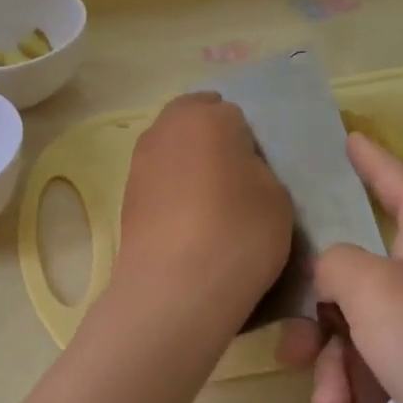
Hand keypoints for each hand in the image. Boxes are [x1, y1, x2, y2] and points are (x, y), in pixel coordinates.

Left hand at [111, 93, 293, 334]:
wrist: (175, 289)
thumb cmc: (238, 232)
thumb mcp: (277, 196)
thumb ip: (258, 168)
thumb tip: (238, 167)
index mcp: (207, 116)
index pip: (234, 113)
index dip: (248, 140)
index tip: (258, 170)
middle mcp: (165, 128)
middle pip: (194, 122)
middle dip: (213, 141)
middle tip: (236, 179)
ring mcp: (139, 161)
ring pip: (172, 150)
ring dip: (189, 164)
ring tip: (211, 204)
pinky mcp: (126, 195)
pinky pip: (158, 180)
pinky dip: (172, 191)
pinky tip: (188, 222)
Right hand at [277, 133, 402, 402]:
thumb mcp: (375, 293)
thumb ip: (333, 265)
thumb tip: (330, 274)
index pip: (388, 172)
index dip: (360, 154)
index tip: (339, 134)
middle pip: (359, 274)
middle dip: (321, 324)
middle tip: (293, 356)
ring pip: (368, 332)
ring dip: (339, 375)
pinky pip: (392, 373)